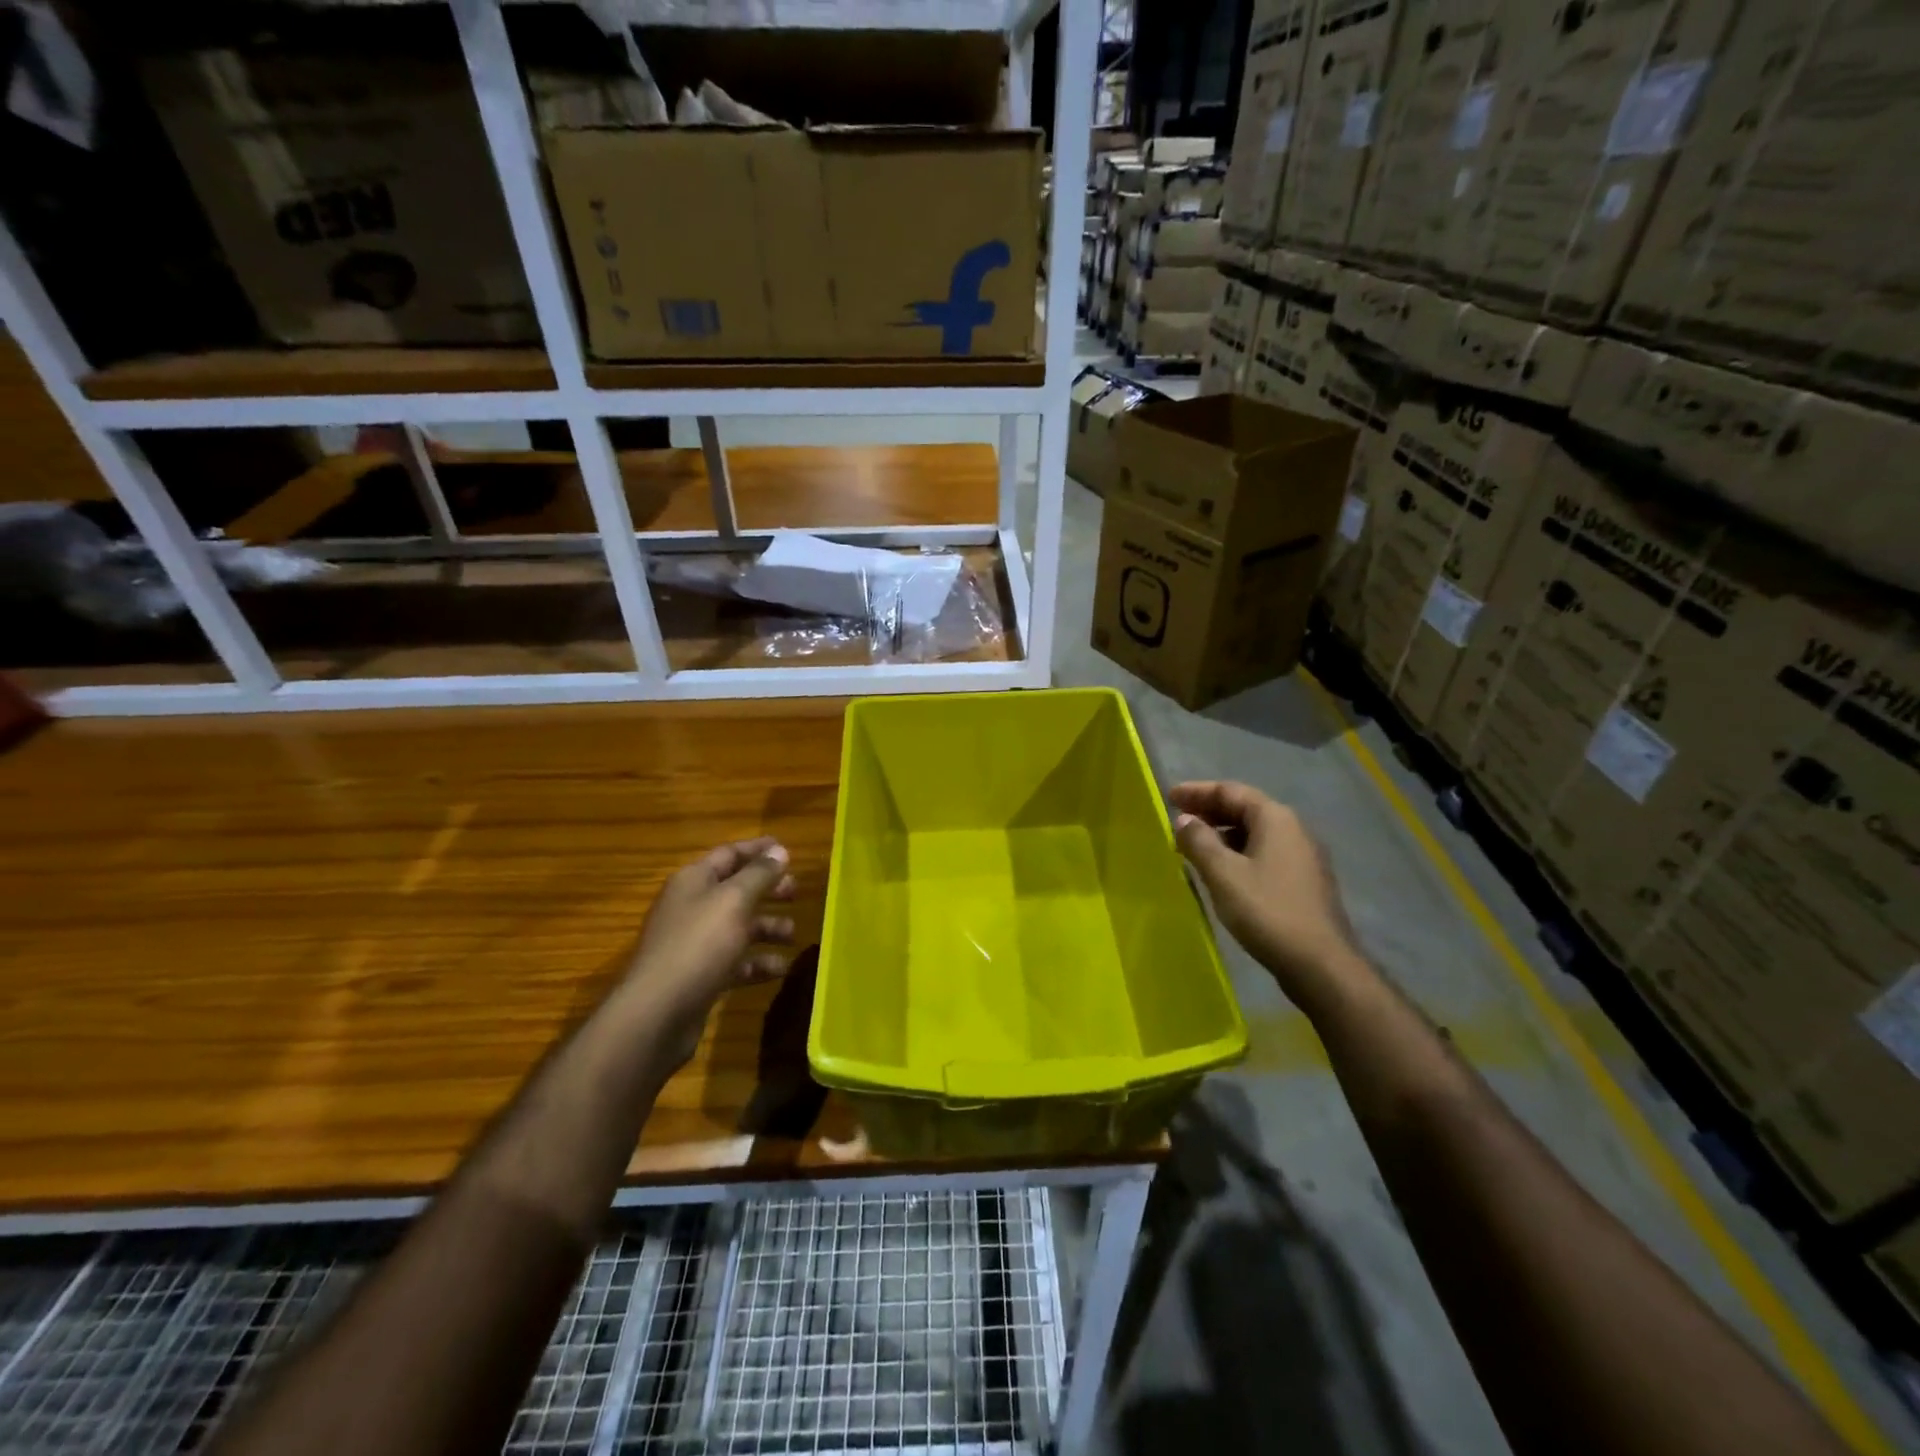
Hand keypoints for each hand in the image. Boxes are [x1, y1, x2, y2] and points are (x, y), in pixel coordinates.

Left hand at [625, 837, 796, 1065]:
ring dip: (767, 928)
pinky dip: (757, 963)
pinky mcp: (700, 976)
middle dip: (767, 890)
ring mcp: (694, 944)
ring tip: (792, 935)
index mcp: (694, 881)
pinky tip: (780, 969)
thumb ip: (759, 874)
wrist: (657, 1014)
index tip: (788, 850)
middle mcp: (691, 907)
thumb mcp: (734, 901)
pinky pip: (735, 962)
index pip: (729, 854)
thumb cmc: (698, 945)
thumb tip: (779, 850)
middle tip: (796, 893)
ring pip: (738, 927)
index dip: (758, 850)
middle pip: (735, 890)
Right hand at [1170, 782, 1363, 1003]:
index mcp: (1275, 819)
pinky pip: (1264, 854)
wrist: (1320, 964)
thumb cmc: (1267, 911)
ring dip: (1223, 834)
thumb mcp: (1223, 874)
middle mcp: (1294, 829)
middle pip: (1246, 809)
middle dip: (1210, 811)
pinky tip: (1223, 872)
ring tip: (1194, 847)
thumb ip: (1199, 841)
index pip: (1230, 791)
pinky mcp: (1304, 882)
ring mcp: (1303, 857)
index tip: (1169, 797)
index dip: (1197, 791)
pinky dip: (1238, 853)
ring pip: (1255, 833)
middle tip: (1179, 820)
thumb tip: (1184, 820)